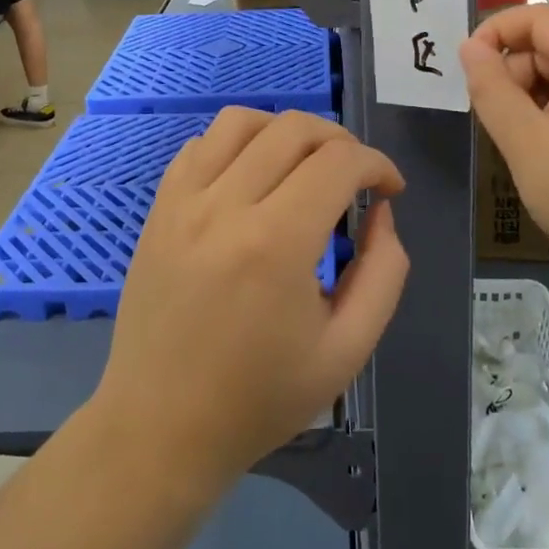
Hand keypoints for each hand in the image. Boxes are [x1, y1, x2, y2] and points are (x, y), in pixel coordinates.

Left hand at [95, 107, 409, 492]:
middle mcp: (225, 206)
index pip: (339, 161)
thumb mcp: (347, 351)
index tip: (390, 190)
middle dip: (340, 141)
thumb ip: (384, 272)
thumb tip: (381, 212)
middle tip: (355, 177)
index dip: (377, 164)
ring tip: (303, 166)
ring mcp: (183, 201)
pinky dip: (237, 144)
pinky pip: (201, 144)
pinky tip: (252, 178)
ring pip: (242, 120)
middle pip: (294, 128)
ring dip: (285, 131)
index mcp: (276, 244)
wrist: (160, 428)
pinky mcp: (159, 207)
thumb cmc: (260, 398)